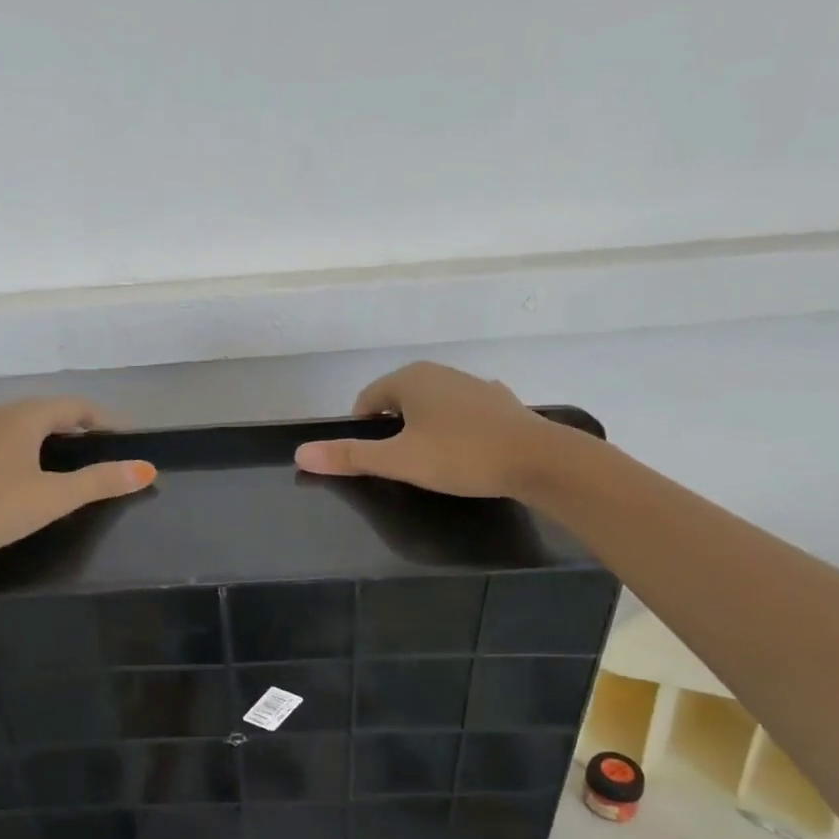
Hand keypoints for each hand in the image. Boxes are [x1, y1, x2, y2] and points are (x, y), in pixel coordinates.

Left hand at [0, 397, 154, 567]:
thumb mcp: (54, 498)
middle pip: (42, 411)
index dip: (101, 419)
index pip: (73, 407)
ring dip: (39, 435)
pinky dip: (11, 447)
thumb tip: (147, 469)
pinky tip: (10, 472)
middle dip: (71, 425)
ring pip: (12, 424)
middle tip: (93, 447)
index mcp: (23, 417)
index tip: (121, 435)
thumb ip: (101, 482)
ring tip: (56, 459)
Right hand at [294, 361, 567, 498]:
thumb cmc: (459, 455)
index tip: (372, 460)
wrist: (538, 459)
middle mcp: (440, 373)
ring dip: (423, 429)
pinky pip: (462, 414)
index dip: (361, 430)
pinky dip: (454, 430)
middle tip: (400, 465)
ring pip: (431, 406)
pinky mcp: (499, 403)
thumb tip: (300, 454)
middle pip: (398, 400)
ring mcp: (473, 385)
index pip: (367, 400)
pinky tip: (465, 455)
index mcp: (410, 379)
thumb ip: (349, 457)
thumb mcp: (398, 460)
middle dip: (392, 429)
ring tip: (431, 463)